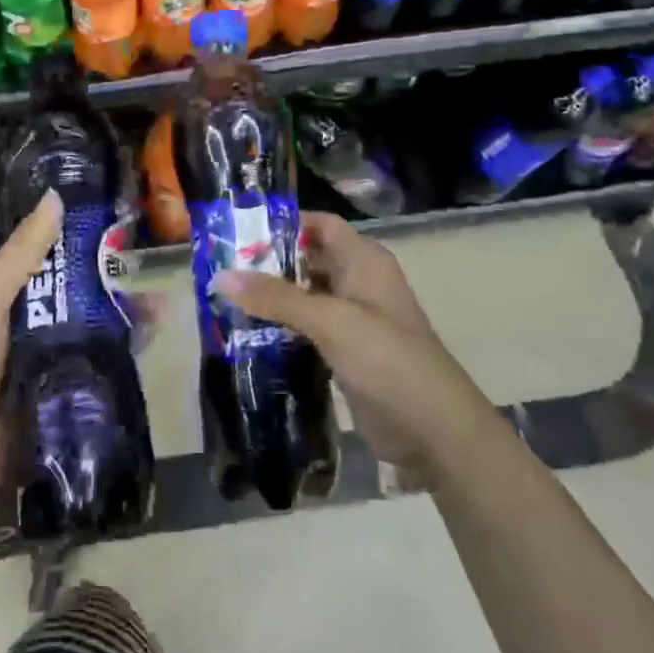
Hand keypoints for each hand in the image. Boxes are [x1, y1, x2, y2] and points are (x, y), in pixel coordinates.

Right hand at [213, 211, 471, 469]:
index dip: (284, 223)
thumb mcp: (329, 320)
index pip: (320, 225)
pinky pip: (308, 329)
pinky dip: (282, 328)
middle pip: (309, 259)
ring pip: (306, 296)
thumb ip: (276, 298)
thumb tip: (220, 276)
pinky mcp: (346, 351)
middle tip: (221, 267)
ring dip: (272, 298)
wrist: (433, 428)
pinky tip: (247, 334)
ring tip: (225, 299)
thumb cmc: (387, 358)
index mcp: (363, 260)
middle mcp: (358, 282)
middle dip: (269, 262)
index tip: (239, 231)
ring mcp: (353, 318)